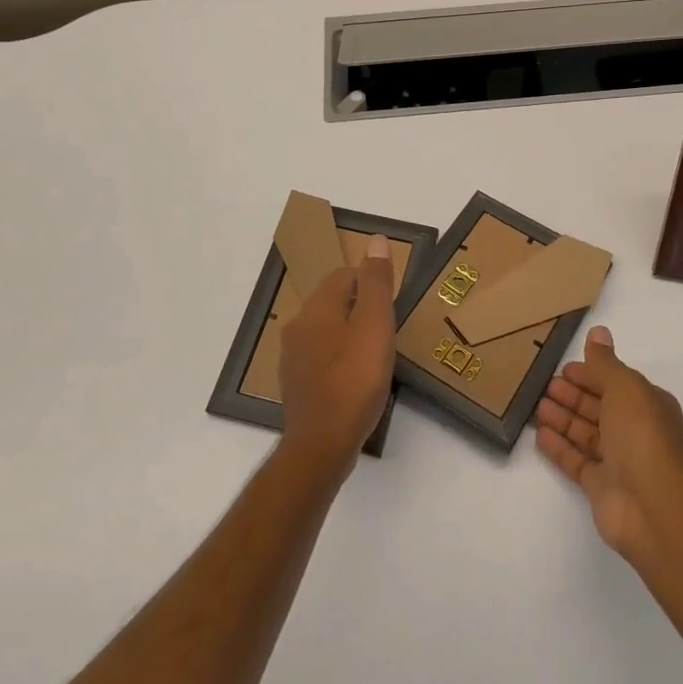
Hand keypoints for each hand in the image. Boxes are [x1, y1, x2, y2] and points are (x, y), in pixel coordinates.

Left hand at [278, 234, 396, 474]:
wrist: (322, 444)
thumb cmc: (355, 380)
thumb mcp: (375, 325)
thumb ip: (376, 282)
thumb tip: (376, 239)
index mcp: (316, 308)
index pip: (343, 275)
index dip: (369, 283)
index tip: (390, 306)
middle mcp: (298, 326)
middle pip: (333, 302)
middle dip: (359, 308)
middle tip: (387, 330)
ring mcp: (292, 358)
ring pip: (325, 330)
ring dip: (348, 334)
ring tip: (375, 355)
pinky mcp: (295, 385)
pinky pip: (320, 358)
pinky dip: (338, 359)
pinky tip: (355, 380)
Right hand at [536, 326, 682, 564]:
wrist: (652, 505)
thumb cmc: (641, 434)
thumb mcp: (624, 387)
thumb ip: (605, 362)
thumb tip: (598, 331)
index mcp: (647, 404)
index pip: (615, 382)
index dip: (590, 374)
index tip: (563, 368)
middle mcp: (635, 431)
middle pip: (598, 407)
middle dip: (573, 395)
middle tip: (544, 384)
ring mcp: (619, 461)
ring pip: (586, 433)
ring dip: (563, 418)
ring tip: (537, 406)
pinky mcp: (601, 487)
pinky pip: (577, 461)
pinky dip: (559, 447)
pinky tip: (539, 435)